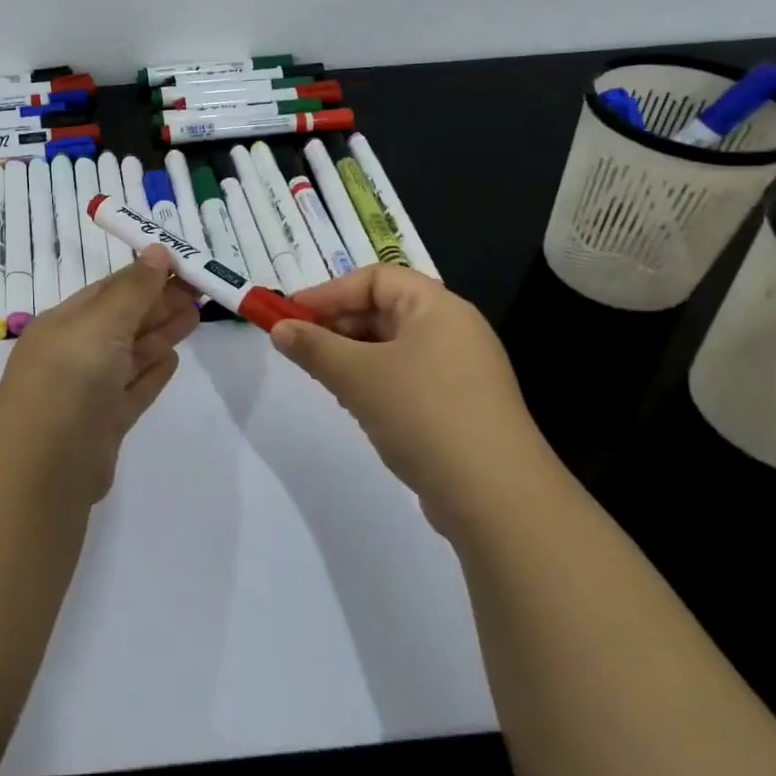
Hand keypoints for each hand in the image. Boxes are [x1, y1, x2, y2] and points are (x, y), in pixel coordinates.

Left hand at [0, 245, 199, 505]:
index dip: (147, 276)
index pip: (111, 290)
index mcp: (66, 323)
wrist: (45, 464)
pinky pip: (134, 390)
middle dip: (161, 303)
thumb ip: (134, 289)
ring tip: (195, 316)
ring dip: (162, 334)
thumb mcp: (102, 322)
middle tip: (202, 289)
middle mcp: (75, 353)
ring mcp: (90, 391)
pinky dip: (153, 373)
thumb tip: (159, 251)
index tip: (185, 266)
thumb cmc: (71, 377)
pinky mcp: (105, 424)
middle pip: (124, 321)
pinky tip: (173, 361)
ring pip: (132, 355)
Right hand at [270, 266, 555, 520]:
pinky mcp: (460, 407)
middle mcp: (454, 330)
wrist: (496, 496)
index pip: (375, 278)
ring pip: (393, 348)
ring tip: (326, 380)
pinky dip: (376, 383)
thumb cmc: (423, 414)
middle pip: (384, 310)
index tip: (291, 316)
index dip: (329, 292)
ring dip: (353, 357)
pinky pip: (408, 378)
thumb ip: (313, 347)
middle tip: (301, 349)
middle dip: (338, 326)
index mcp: (438, 307)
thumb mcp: (357, 375)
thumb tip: (279, 329)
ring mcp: (461, 371)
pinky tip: (358, 408)